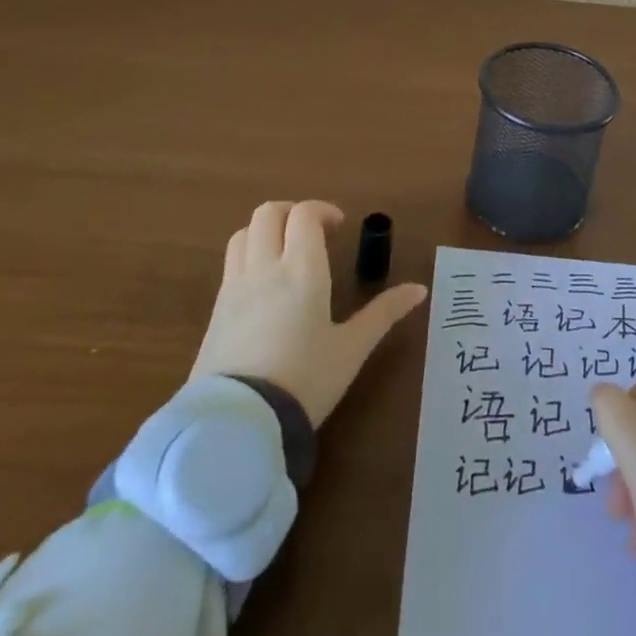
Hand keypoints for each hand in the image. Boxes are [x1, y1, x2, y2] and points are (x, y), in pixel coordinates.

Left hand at [191, 200, 427, 427]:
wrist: (238, 425)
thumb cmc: (304, 381)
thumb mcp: (351, 349)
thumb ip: (384, 313)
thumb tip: (419, 289)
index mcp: (301, 269)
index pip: (304, 214)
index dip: (322, 210)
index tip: (339, 227)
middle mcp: (264, 267)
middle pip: (268, 213)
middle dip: (291, 213)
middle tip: (312, 232)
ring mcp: (234, 288)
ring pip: (243, 234)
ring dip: (265, 232)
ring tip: (284, 253)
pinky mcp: (215, 312)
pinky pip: (230, 265)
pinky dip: (248, 257)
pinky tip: (264, 287)